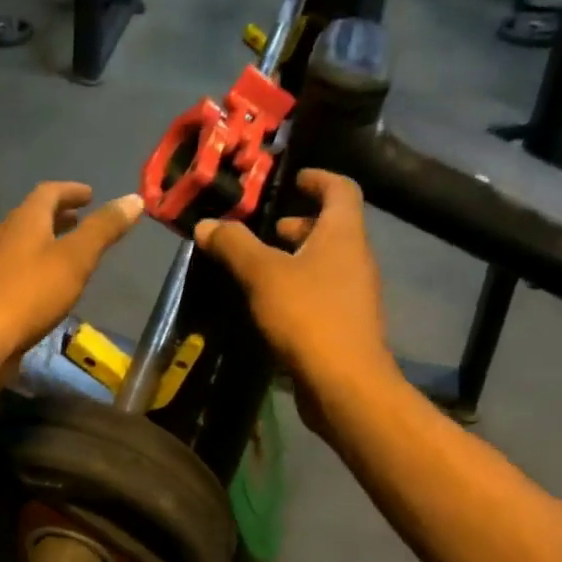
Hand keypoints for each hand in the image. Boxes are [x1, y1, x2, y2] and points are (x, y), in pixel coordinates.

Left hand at [0, 182, 143, 365]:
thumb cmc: (32, 293)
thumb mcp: (76, 258)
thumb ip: (104, 229)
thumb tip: (134, 199)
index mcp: (26, 220)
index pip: (49, 192)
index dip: (71, 191)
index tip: (90, 195)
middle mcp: (7, 235)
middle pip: (34, 216)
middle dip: (59, 215)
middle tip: (81, 219)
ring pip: (26, 243)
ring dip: (48, 240)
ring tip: (71, 251)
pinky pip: (20, 268)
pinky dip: (39, 265)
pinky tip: (50, 285)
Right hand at [194, 169, 394, 425]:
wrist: (344, 383)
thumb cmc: (307, 316)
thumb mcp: (262, 274)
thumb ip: (234, 245)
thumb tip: (206, 224)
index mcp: (343, 234)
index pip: (341, 189)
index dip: (318, 178)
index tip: (294, 178)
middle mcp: (355, 258)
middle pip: (332, 228)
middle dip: (299, 223)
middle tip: (266, 227)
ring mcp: (353, 294)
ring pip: (325, 262)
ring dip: (296, 257)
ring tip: (259, 265)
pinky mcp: (345, 324)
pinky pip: (321, 291)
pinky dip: (298, 286)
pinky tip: (269, 302)